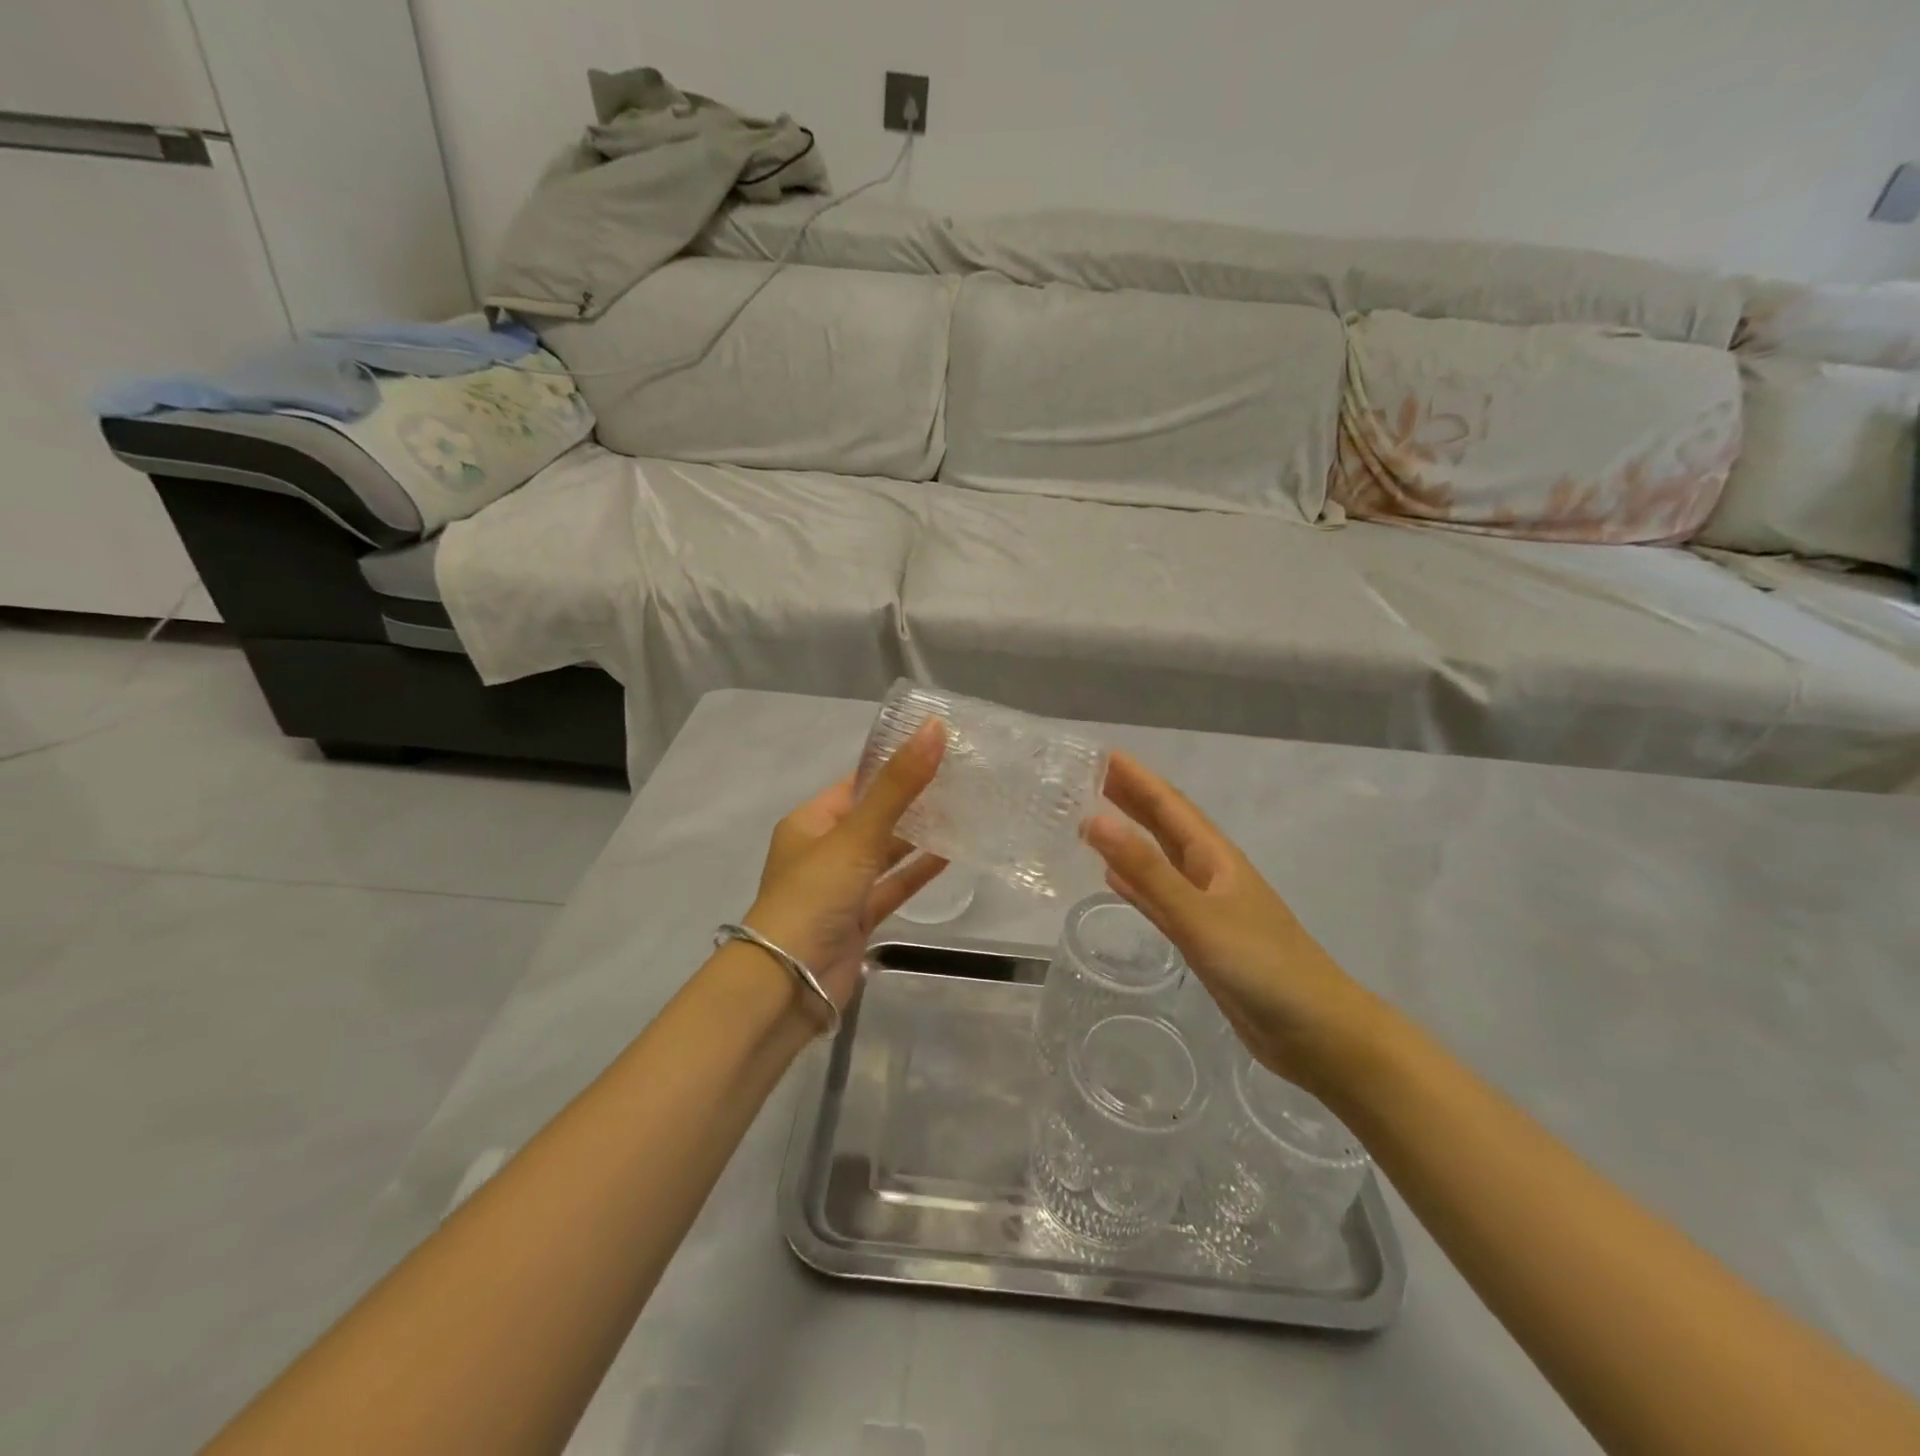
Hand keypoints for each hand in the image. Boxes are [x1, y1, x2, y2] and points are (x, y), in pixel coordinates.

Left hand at [743, 720, 948, 1011]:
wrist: (790, 983)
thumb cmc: (815, 895)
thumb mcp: (857, 834)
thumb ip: (898, 785)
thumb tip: (934, 727)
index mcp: (811, 822)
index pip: (857, 783)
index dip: (894, 766)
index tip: (938, 750)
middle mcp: (824, 850)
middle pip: (875, 817)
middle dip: (913, 801)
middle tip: (961, 779)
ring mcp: (841, 887)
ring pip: (886, 853)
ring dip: (918, 836)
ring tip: (964, 811)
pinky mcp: (858, 918)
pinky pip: (892, 886)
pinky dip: (917, 872)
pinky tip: (952, 854)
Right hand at [1083, 752, 1378, 1094]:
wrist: (1317, 1034)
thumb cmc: (1263, 966)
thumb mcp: (1199, 914)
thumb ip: (1147, 871)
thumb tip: (1095, 820)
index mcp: (1215, 858)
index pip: (1169, 806)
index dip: (1137, 779)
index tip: (1103, 754)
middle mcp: (1210, 875)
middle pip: (1165, 827)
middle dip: (1132, 799)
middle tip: (1090, 777)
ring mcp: (1207, 908)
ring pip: (1160, 861)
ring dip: (1130, 838)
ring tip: (1094, 819)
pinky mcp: (1202, 939)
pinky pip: (1159, 899)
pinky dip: (1136, 884)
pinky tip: (1114, 880)